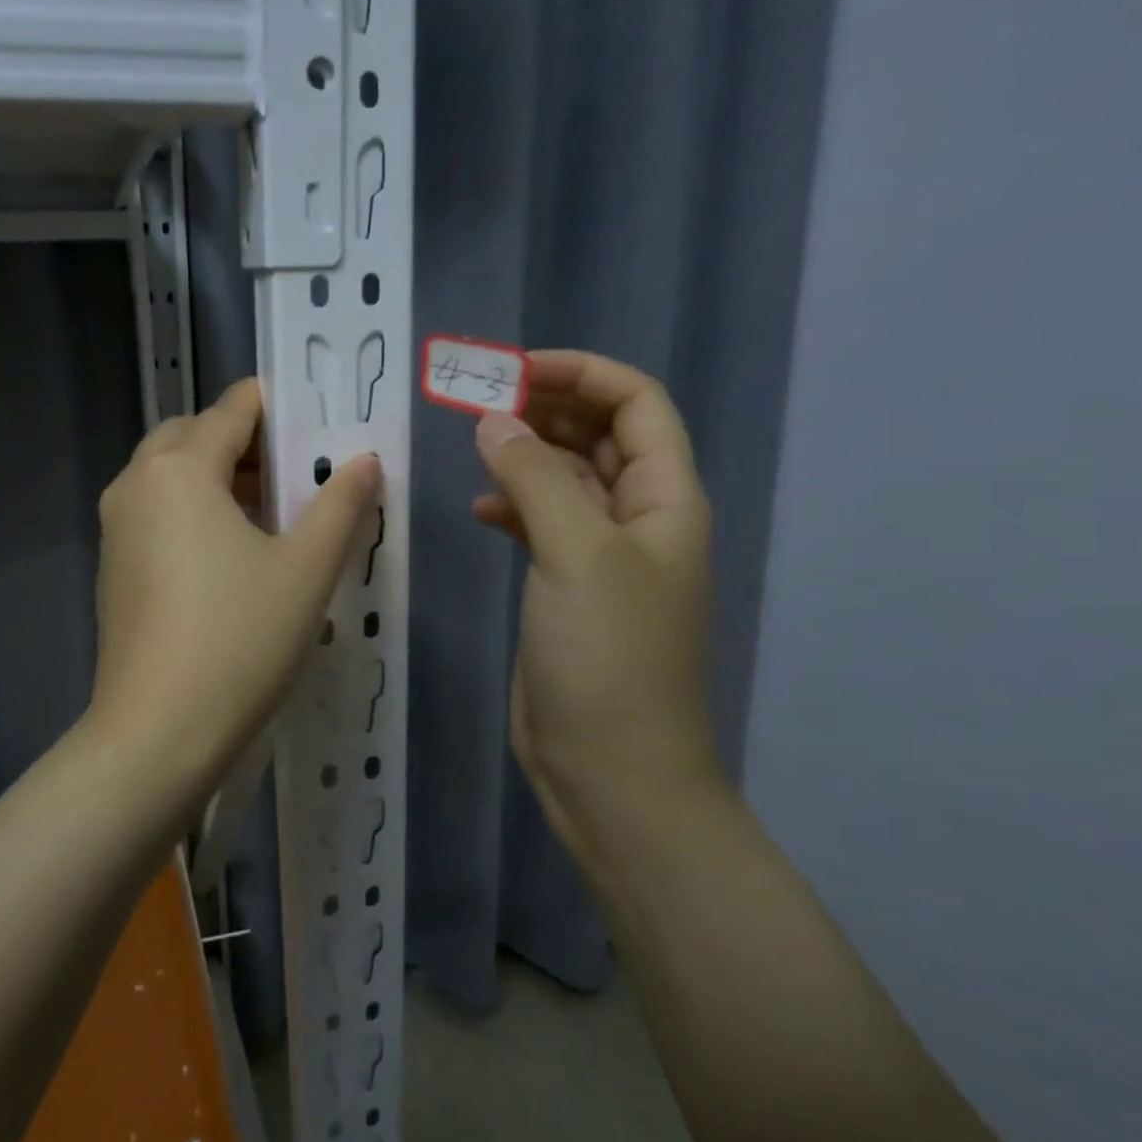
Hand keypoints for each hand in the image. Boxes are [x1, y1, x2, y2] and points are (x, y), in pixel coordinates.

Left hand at [90, 378, 381, 779]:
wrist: (157, 733)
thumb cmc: (240, 639)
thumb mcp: (305, 569)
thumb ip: (340, 505)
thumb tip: (365, 461)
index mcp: (179, 469)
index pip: (232, 408)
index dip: (278, 407)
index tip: (319, 424)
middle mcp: (136, 484)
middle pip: (194, 434)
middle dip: (246, 443)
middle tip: (296, 474)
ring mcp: (116, 527)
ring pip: (171, 475)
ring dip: (218, 477)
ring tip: (272, 513)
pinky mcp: (114, 566)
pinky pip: (156, 513)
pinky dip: (193, 510)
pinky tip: (230, 554)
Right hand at [471, 350, 719, 841]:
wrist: (611, 769)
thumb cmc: (609, 657)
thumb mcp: (577, 554)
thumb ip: (536, 478)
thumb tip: (493, 420)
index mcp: (665, 499)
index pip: (636, 405)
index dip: (582, 374)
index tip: (514, 372)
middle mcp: (640, 519)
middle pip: (600, 436)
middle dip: (547, 408)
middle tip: (482, 401)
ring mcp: (603, 556)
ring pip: (568, 478)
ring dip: (527, 453)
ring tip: (476, 442)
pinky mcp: (568, 588)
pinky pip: (544, 523)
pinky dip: (514, 505)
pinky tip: (481, 509)